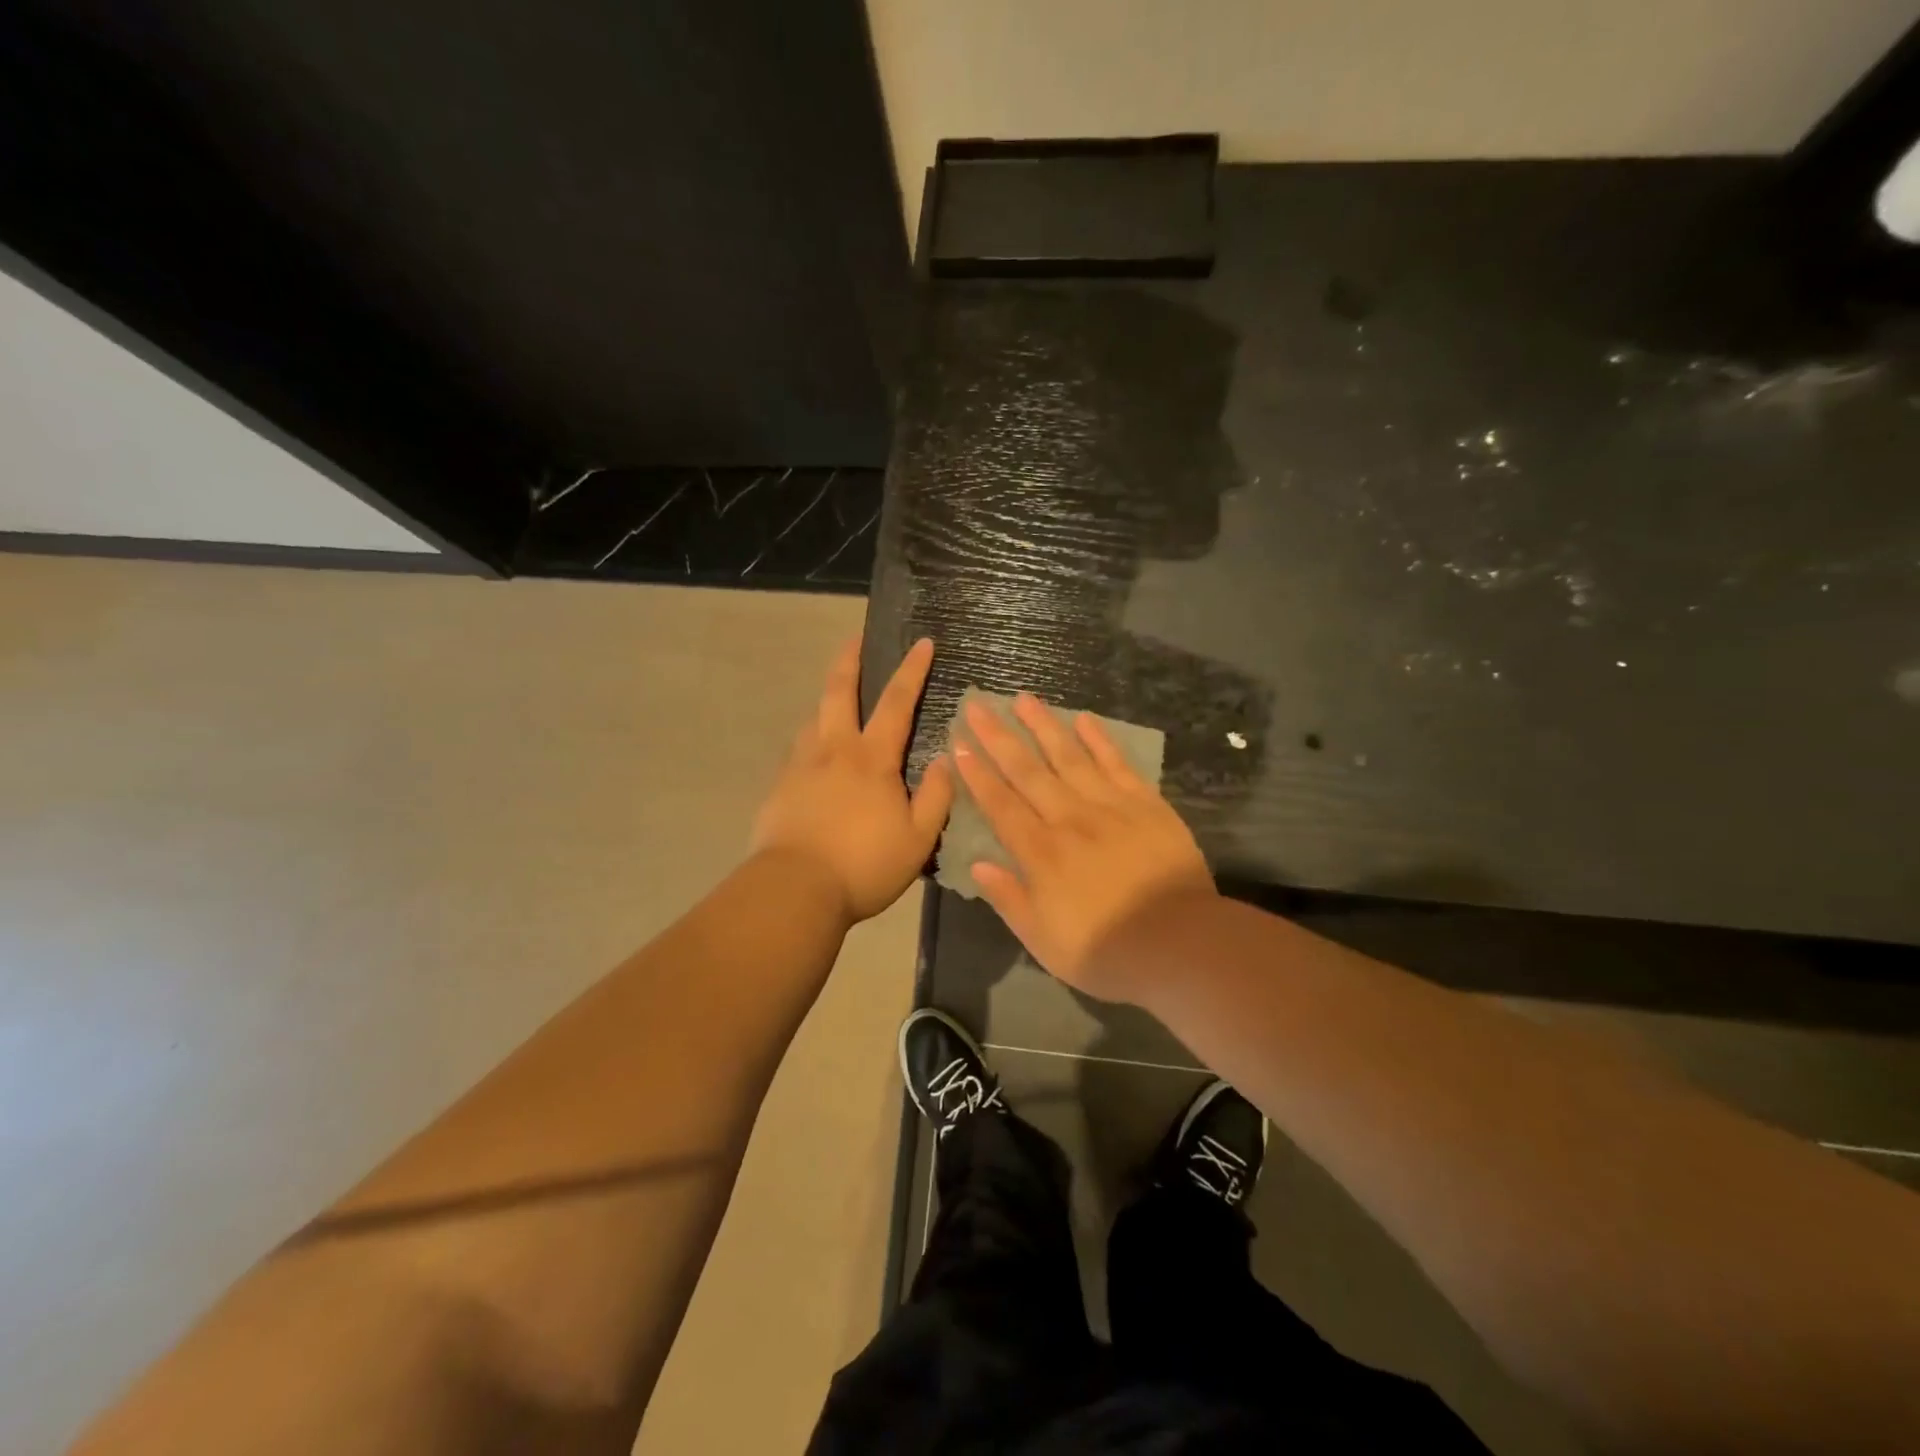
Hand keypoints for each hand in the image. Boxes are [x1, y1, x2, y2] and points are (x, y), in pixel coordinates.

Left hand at [751, 636, 953, 922]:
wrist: (794, 890)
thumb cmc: (864, 865)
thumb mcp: (917, 838)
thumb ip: (936, 796)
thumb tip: (948, 759)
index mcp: (871, 758)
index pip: (896, 701)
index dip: (911, 670)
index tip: (922, 642)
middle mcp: (833, 749)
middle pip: (838, 691)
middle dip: (849, 659)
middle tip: (855, 639)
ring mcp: (800, 766)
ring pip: (814, 718)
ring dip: (828, 701)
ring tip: (838, 702)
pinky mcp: (779, 787)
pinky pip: (799, 751)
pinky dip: (812, 740)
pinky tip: (816, 756)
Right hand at [953, 693, 1213, 1002]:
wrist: (1180, 944)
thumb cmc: (1106, 951)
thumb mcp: (1044, 941)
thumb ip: (1010, 899)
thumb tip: (978, 863)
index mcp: (1041, 853)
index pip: (1000, 805)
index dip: (977, 774)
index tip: (959, 744)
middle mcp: (1069, 819)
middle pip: (1028, 771)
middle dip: (998, 738)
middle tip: (978, 706)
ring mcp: (1109, 806)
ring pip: (1069, 757)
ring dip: (1044, 726)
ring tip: (1024, 698)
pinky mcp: (1145, 804)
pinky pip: (1117, 764)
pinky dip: (1100, 740)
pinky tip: (1084, 719)